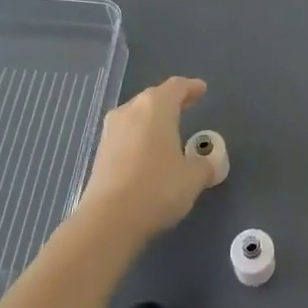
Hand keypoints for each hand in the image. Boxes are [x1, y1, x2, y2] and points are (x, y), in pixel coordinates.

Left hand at [78, 78, 220, 236]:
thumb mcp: (193, 177)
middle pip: (153, 98)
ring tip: (168, 132)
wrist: (109, 220)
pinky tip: (148, 154)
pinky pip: (126, 136)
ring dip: (152, 121)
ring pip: (136, 117)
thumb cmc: (158, 187)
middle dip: (171, 102)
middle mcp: (130, 111)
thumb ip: (204, 166)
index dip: (191, 87)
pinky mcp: (100, 154)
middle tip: (188, 106)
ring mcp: (111, 132)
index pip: (176, 87)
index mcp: (156, 107)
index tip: (201, 89)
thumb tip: (207, 164)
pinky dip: (139, 139)